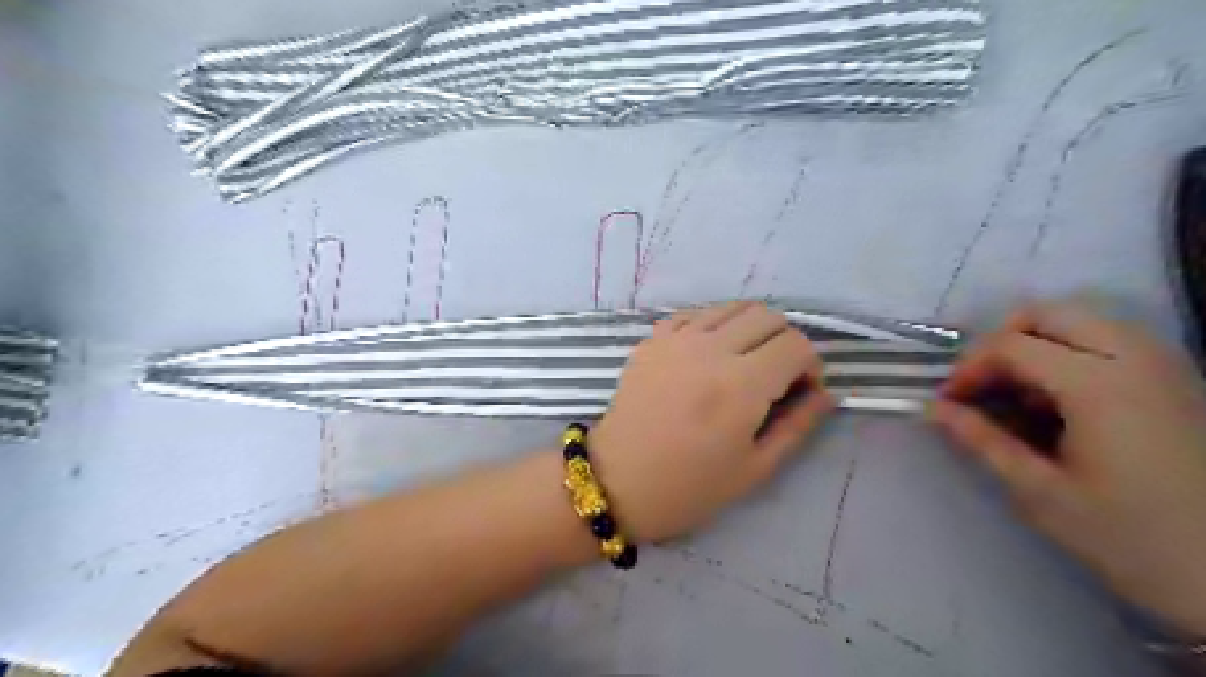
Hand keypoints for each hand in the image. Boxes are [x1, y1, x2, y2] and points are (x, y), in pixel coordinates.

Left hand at [588, 302, 835, 544]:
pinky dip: (714, 326)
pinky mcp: (653, 339)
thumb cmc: (688, 487)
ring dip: (751, 328)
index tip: (801, 391)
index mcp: (741, 385)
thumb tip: (826, 394)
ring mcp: (676, 339)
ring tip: (744, 362)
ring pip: (733, 307)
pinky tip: (708, 355)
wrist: (617, 481)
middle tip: (776, 375)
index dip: (810, 365)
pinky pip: (696, 314)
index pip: (796, 345)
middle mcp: (711, 349)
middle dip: (785, 341)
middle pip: (768, 316)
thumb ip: (797, 425)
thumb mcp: (754, 469)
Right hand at [930, 300, 1204, 633]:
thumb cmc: (1131, 538)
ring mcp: (1165, 365)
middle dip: (1001, 341)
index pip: (1012, 346)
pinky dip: (1071, 353)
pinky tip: (1062, 401)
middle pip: (1049, 314)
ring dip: (1037, 344)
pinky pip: (1111, 340)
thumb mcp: (1040, 493)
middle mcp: (1136, 359)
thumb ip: (982, 441)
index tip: (950, 402)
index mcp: (1099, 386)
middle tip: (982, 384)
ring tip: (1020, 393)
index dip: (968, 368)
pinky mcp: (1179, 381)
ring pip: (1083, 321)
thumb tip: (934, 410)